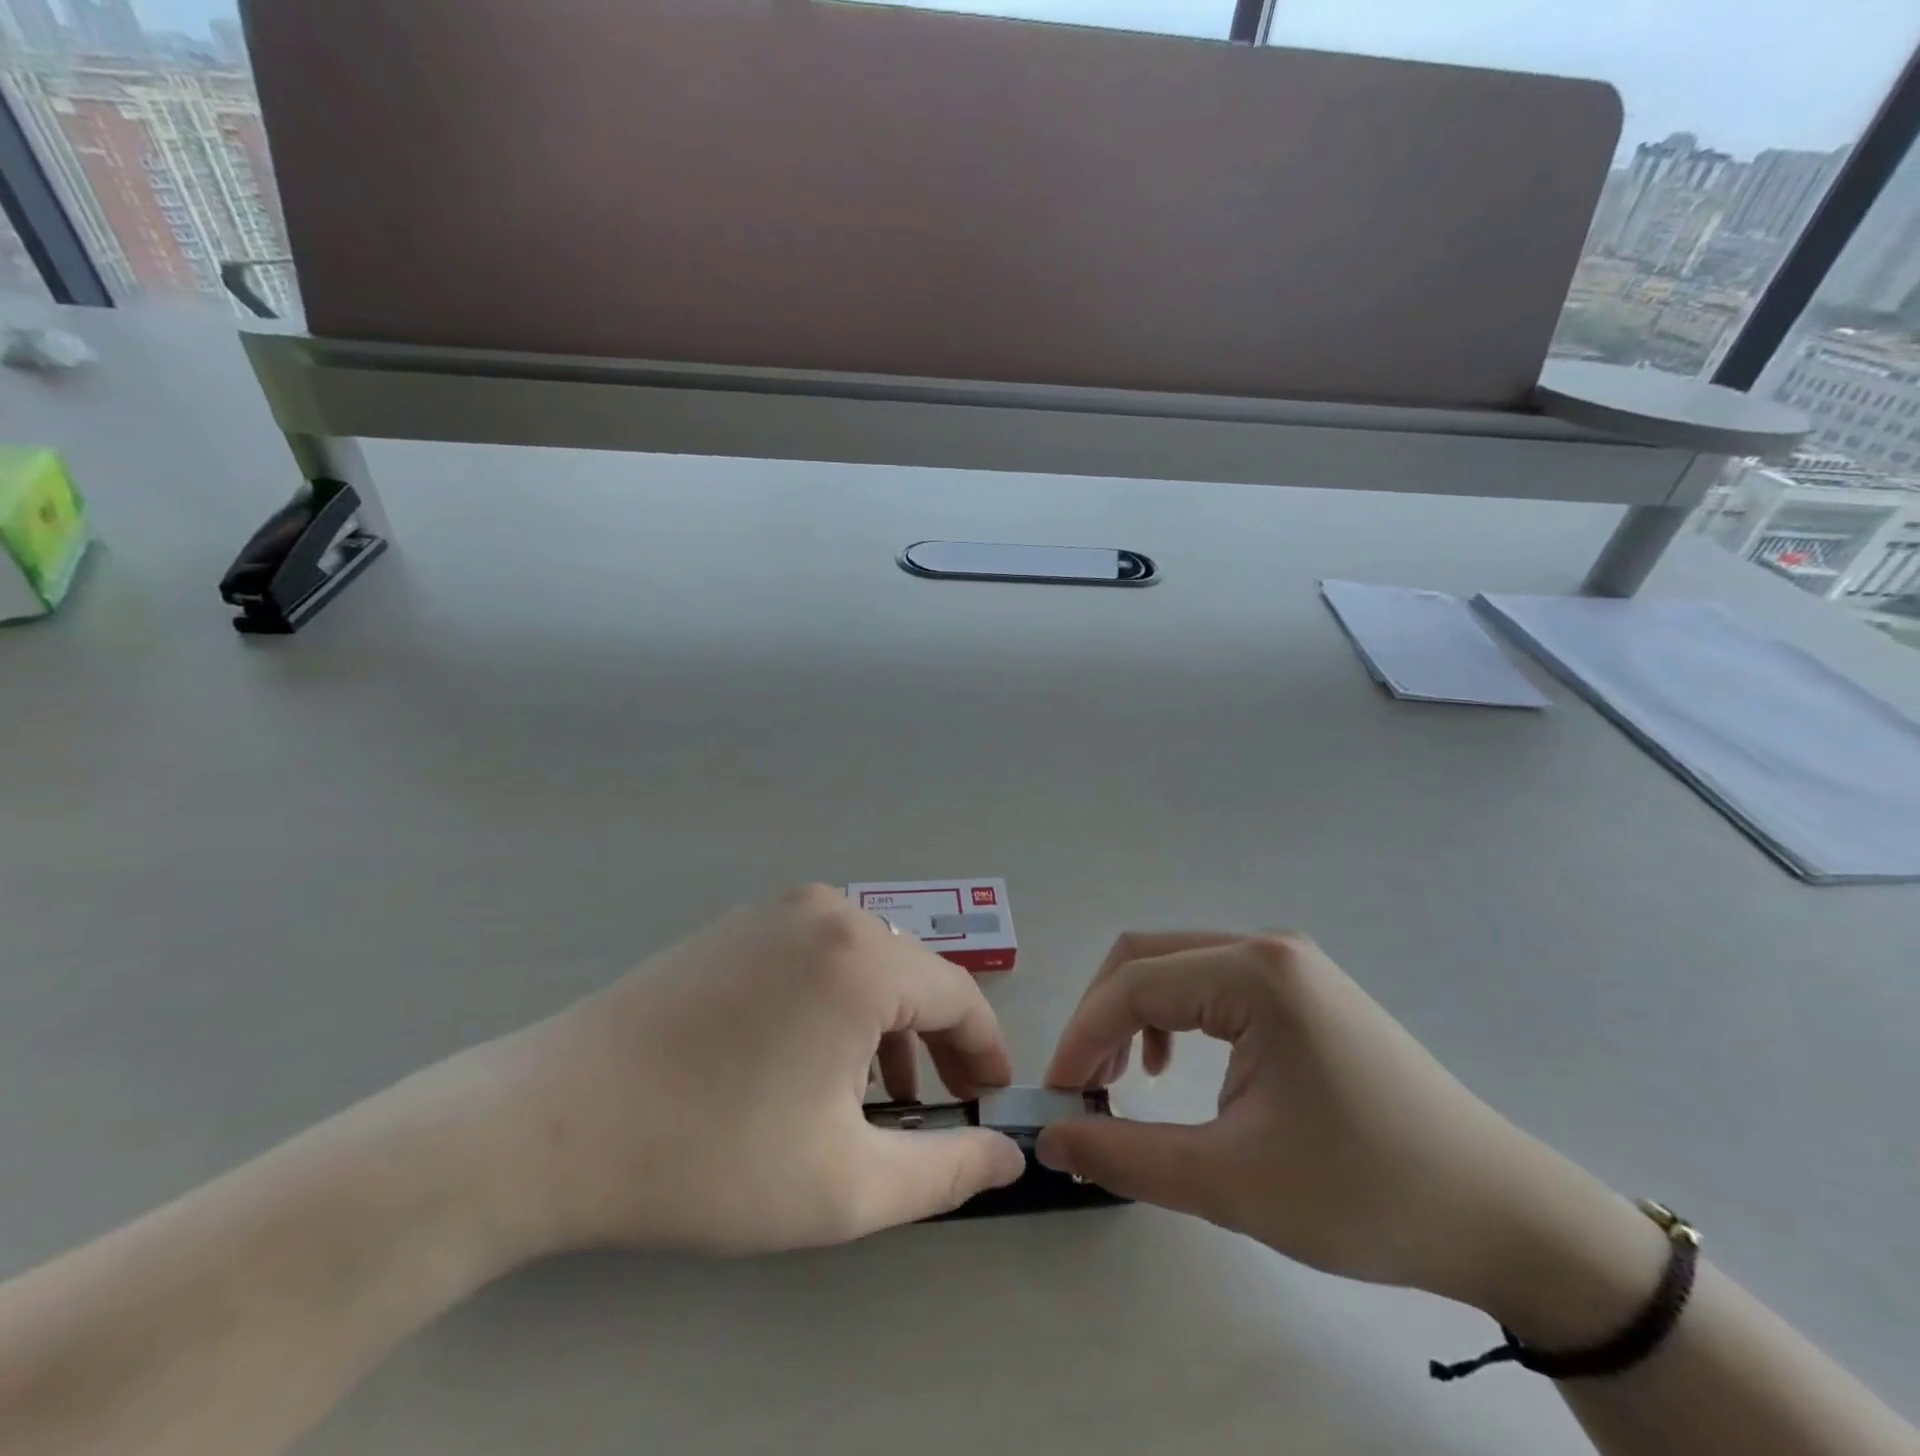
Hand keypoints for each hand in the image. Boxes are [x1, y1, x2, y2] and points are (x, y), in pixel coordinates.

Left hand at [463, 886, 1025, 1259]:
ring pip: (863, 966)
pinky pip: (814, 958)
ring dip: (886, 1027)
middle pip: (911, 977)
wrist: (552, 1125)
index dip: (986, 1051)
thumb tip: (1008, 1153)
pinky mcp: (734, 926)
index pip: (958, 996)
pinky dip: (835, 1006)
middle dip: (937, 1044)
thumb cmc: (712, 1154)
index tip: (993, 1100)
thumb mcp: (846, 1185)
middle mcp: (827, 912)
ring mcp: (773, 912)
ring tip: (879, 1097)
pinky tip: (812, 1062)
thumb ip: (945, 1171)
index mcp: (862, 958)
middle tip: (944, 1108)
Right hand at [1036, 933, 1663, 1328]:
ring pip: (1177, 967)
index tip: (1057, 1098)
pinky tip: (1178, 1068)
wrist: (1502, 1219)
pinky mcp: (1303, 992)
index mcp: (1254, 974)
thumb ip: (1125, 1154)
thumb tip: (1050, 1138)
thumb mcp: (1231, 1181)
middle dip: (1101, 1017)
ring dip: (1135, 1014)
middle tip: (1084, 1085)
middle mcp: (1267, 949)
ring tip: (1126, 1079)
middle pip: (1148, 957)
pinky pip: (1212, 984)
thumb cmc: (1365, 1194)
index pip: (1134, 985)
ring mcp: (1290, 966)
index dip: (1081, 1037)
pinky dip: (1175, 1017)